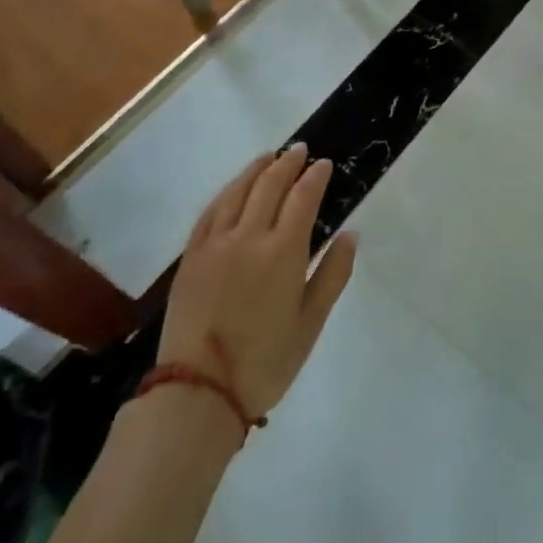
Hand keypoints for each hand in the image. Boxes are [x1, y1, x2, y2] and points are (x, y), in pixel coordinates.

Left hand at [159, 144, 356, 419]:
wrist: (197, 392)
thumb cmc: (264, 363)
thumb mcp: (310, 324)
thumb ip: (333, 275)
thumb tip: (351, 234)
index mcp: (283, 252)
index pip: (302, 198)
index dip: (315, 176)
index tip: (324, 163)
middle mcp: (248, 236)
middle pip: (270, 185)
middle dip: (287, 163)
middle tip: (299, 150)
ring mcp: (215, 244)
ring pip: (237, 191)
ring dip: (256, 169)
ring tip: (269, 157)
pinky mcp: (191, 257)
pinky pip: (210, 211)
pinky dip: (226, 192)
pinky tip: (233, 188)